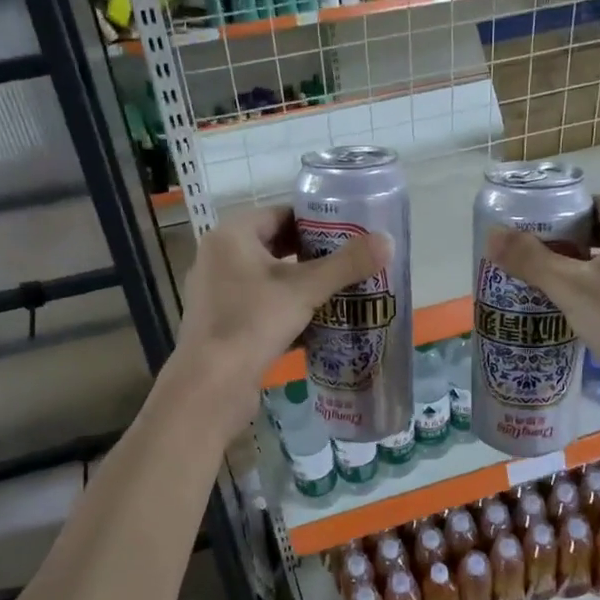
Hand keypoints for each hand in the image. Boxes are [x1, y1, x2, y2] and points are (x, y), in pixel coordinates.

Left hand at [169, 206, 388, 422]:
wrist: (211, 385)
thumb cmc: (254, 323)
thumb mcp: (306, 290)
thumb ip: (346, 264)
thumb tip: (388, 241)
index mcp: (231, 237)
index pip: (280, 214)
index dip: (316, 221)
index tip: (348, 233)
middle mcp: (219, 258)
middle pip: (275, 246)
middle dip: (313, 256)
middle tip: (351, 262)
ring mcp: (218, 293)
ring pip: (269, 279)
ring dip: (302, 285)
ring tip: (341, 291)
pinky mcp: (223, 324)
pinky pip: (261, 306)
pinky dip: (288, 310)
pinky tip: (318, 324)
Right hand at [486, 194, 599, 417]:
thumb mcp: (571, 288)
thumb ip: (531, 260)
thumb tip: (492, 234)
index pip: (596, 204)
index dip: (563, 212)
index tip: (531, 230)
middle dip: (565, 243)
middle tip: (529, 259)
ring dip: (579, 269)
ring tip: (542, 285)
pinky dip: (595, 291)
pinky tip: (572, 312)